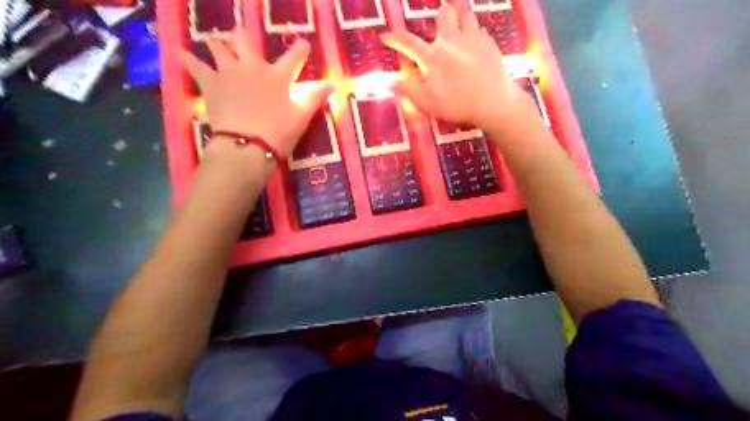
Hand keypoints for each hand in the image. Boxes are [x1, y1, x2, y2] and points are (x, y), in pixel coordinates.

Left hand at [180, 30, 332, 155]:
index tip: (303, 44)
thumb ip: (314, 98)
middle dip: (245, 38)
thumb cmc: (278, 132)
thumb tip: (332, 84)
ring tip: (217, 45)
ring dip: (219, 45)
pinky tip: (180, 51)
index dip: (300, 50)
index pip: (294, 57)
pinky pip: (194, 65)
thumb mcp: (301, 117)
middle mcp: (252, 67)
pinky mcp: (210, 84)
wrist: (246, 145)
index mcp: (278, 76)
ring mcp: (229, 72)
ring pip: (219, 48)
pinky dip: (187, 58)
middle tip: (243, 38)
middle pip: (245, 42)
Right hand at [382, 3, 533, 131]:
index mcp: (433, 57)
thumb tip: (390, 83)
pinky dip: (475, 35)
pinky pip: (481, 29)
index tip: (385, 37)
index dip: (395, 38)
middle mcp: (451, 41)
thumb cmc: (457, 104)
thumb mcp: (428, 103)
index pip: (408, 42)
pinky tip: (476, 47)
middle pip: (444, 13)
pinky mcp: (490, 43)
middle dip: (440, 18)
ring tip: (460, 35)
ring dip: (460, 21)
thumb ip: (409, 91)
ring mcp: (472, 38)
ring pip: (466, 15)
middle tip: (441, 32)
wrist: (494, 102)